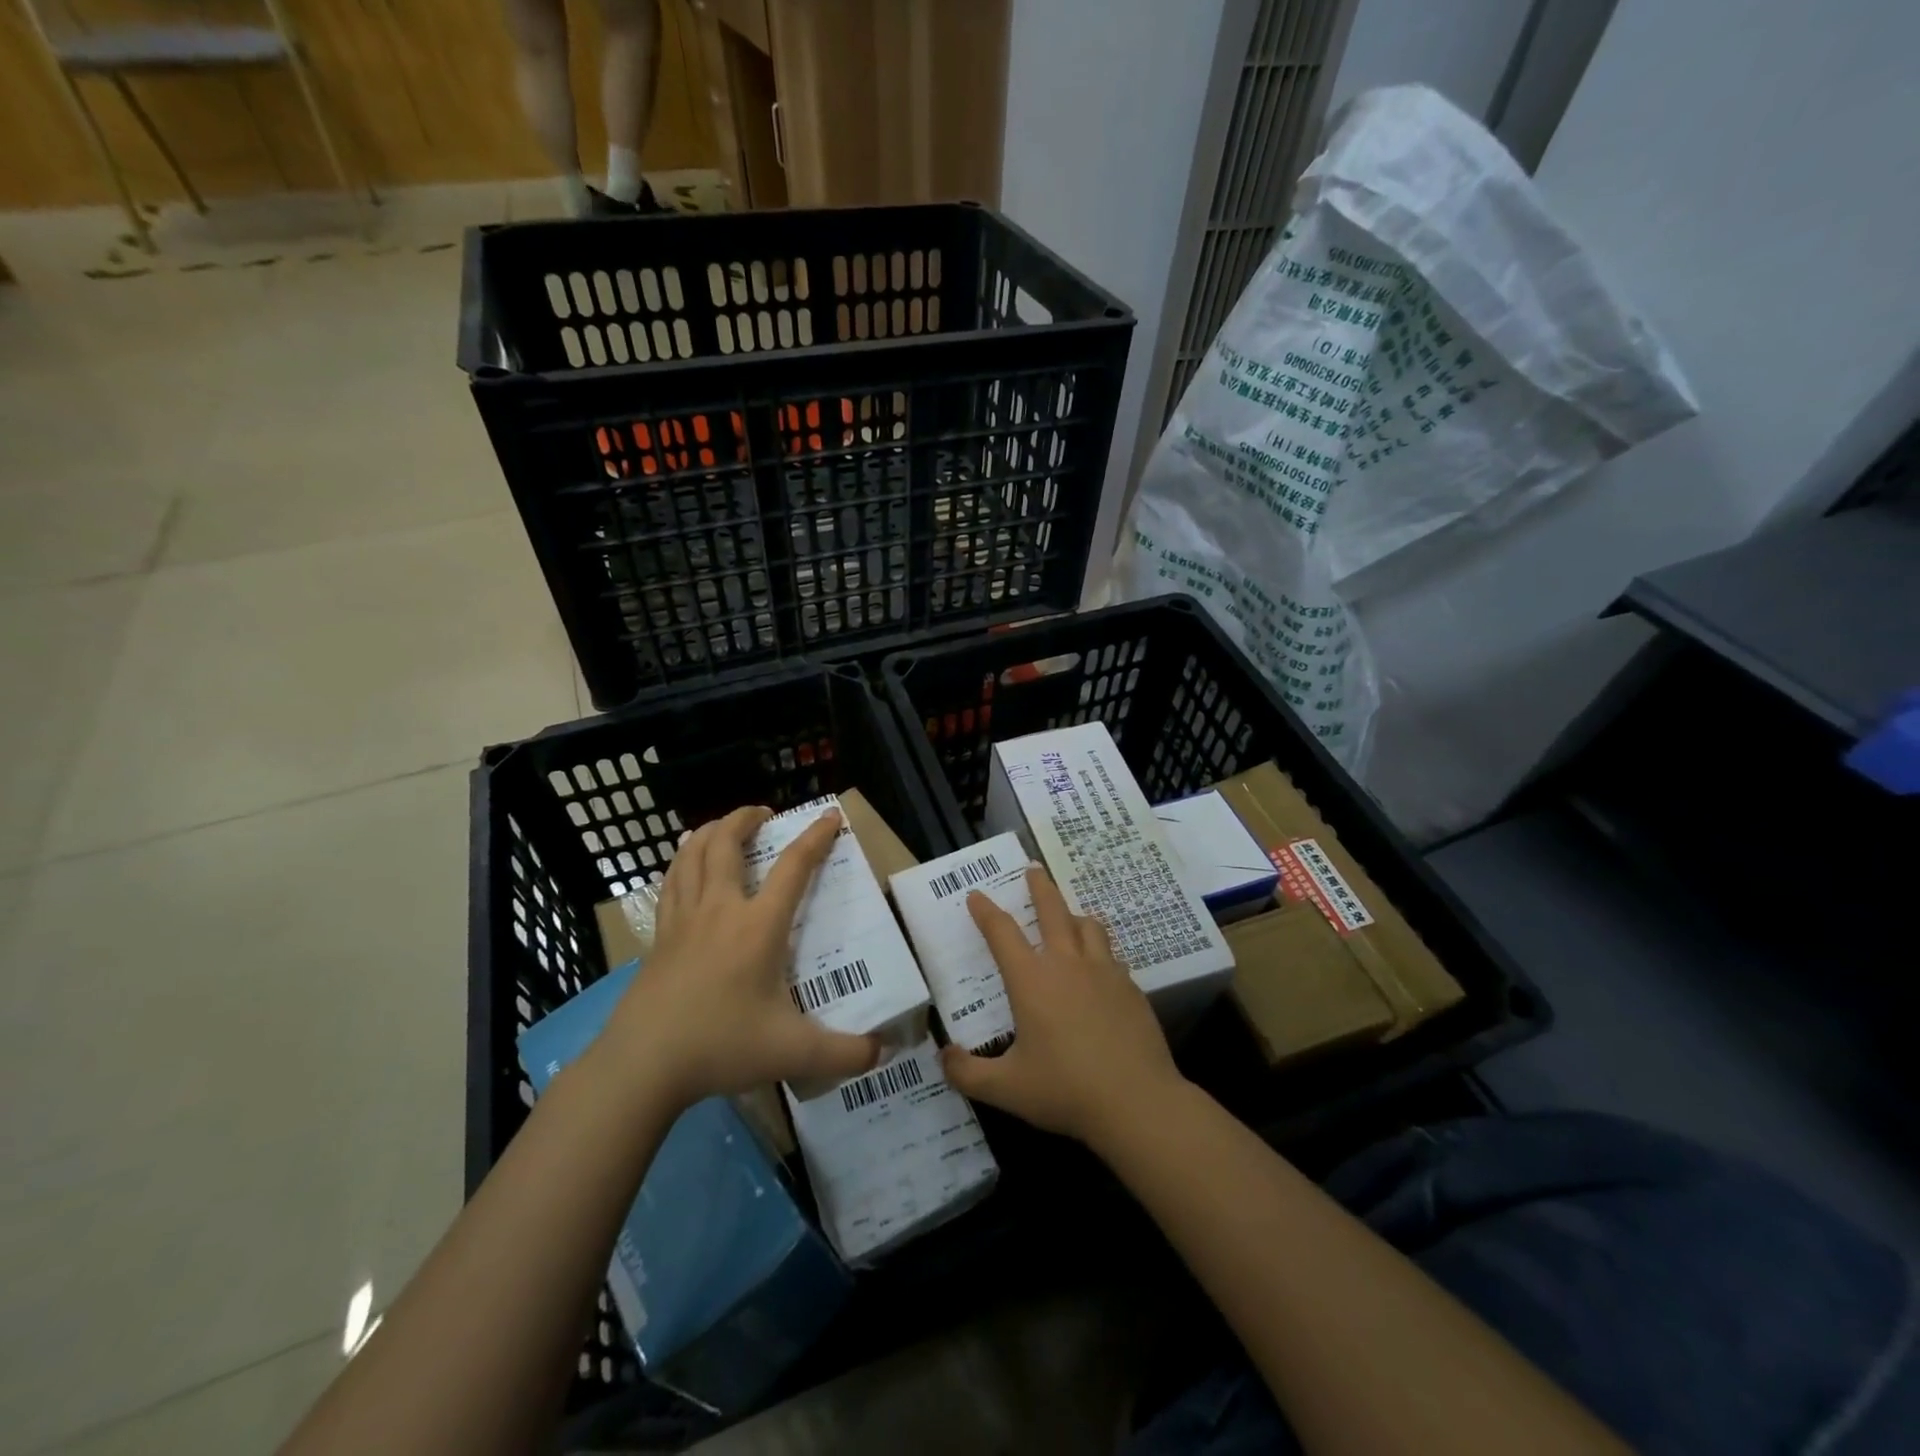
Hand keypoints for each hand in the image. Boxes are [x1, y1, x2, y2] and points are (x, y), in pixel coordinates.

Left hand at [597, 806, 878, 1107]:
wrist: (642, 1065)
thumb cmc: (720, 1046)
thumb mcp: (792, 1053)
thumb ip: (844, 1054)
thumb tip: (884, 1054)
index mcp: (758, 926)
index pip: (793, 867)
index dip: (815, 837)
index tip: (830, 816)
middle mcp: (720, 909)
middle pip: (726, 843)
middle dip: (745, 818)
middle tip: (764, 813)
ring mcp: (683, 920)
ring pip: (691, 854)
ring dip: (709, 831)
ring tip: (723, 827)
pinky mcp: (659, 937)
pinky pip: (671, 882)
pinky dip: (681, 861)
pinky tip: (685, 866)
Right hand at [940, 866, 1186, 1148]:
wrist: (1138, 1102)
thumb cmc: (1066, 1091)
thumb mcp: (1006, 1089)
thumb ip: (967, 1073)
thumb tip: (943, 1056)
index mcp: (1032, 980)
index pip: (1002, 933)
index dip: (985, 911)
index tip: (976, 895)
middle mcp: (1067, 964)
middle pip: (1052, 910)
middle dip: (1039, 887)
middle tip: (1033, 869)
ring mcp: (1104, 972)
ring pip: (1088, 926)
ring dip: (1073, 915)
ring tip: (1068, 916)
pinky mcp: (1131, 987)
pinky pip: (1111, 955)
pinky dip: (1099, 950)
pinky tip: (1099, 967)